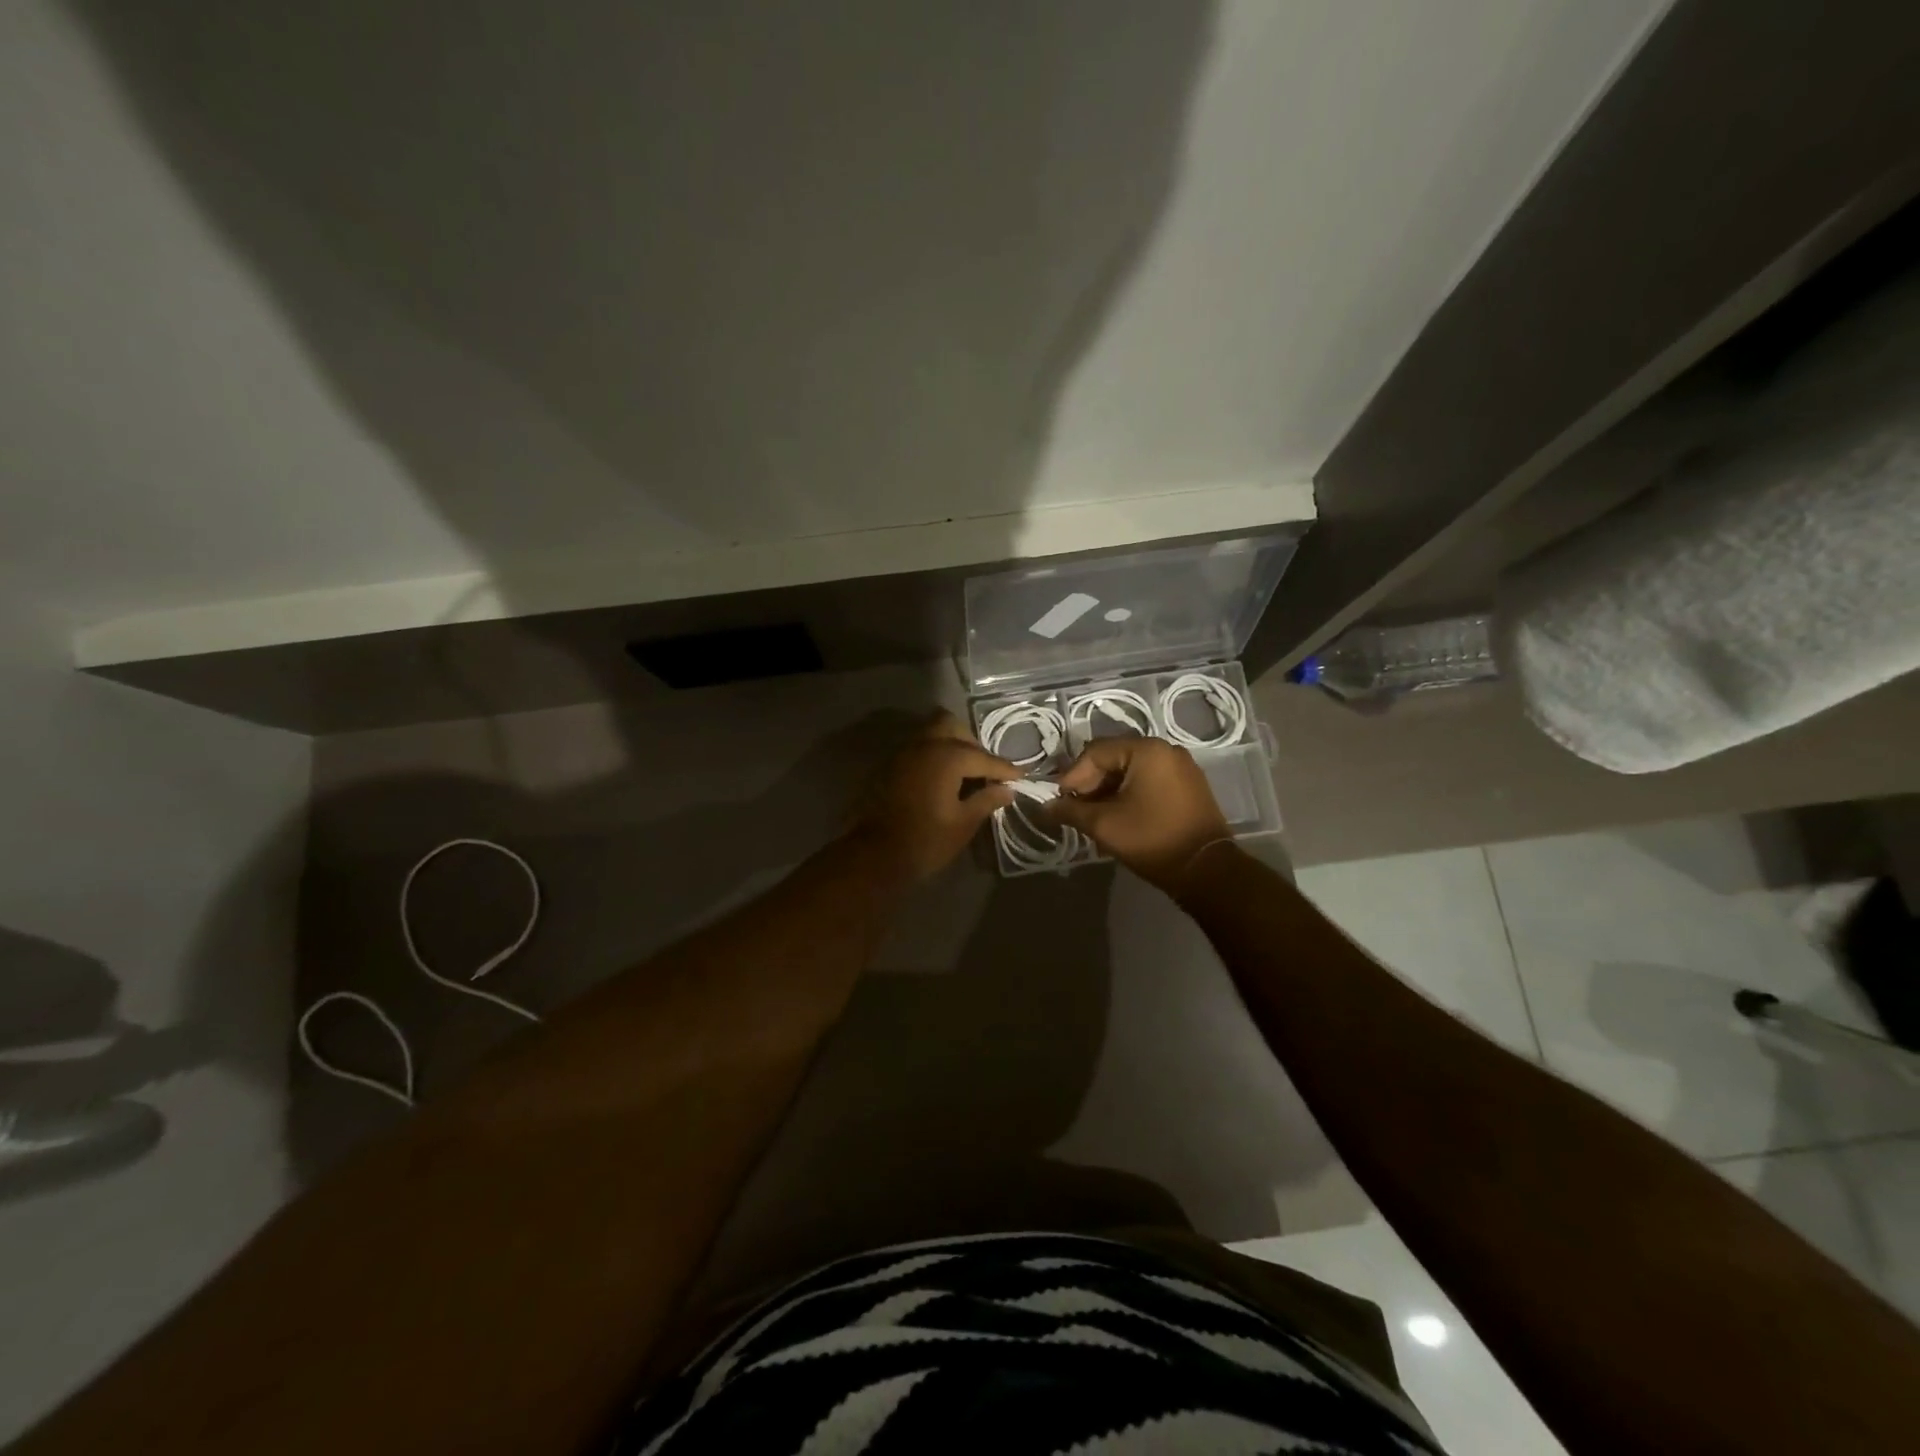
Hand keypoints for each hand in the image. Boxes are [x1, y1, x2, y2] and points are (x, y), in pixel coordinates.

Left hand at [852, 711, 1018, 880]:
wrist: (875, 856)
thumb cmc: (925, 841)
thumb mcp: (963, 823)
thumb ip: (986, 800)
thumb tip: (1006, 790)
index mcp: (946, 757)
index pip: (983, 757)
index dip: (1004, 768)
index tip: (1021, 775)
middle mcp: (923, 745)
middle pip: (952, 727)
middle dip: (972, 744)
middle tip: (985, 770)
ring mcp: (902, 753)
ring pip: (931, 734)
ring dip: (950, 746)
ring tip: (964, 773)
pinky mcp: (889, 766)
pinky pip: (917, 749)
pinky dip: (932, 757)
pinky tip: (941, 780)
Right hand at [1047, 737, 1232, 892]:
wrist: (1206, 870)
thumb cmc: (1152, 840)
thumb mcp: (1104, 825)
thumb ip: (1071, 811)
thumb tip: (1046, 807)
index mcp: (1146, 750)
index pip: (1095, 752)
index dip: (1072, 776)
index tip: (1060, 802)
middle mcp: (1166, 750)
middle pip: (1114, 758)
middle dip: (1090, 783)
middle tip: (1075, 809)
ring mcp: (1181, 767)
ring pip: (1131, 770)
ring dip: (1108, 790)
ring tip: (1093, 817)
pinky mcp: (1188, 786)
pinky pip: (1149, 780)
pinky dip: (1129, 794)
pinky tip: (1118, 816)